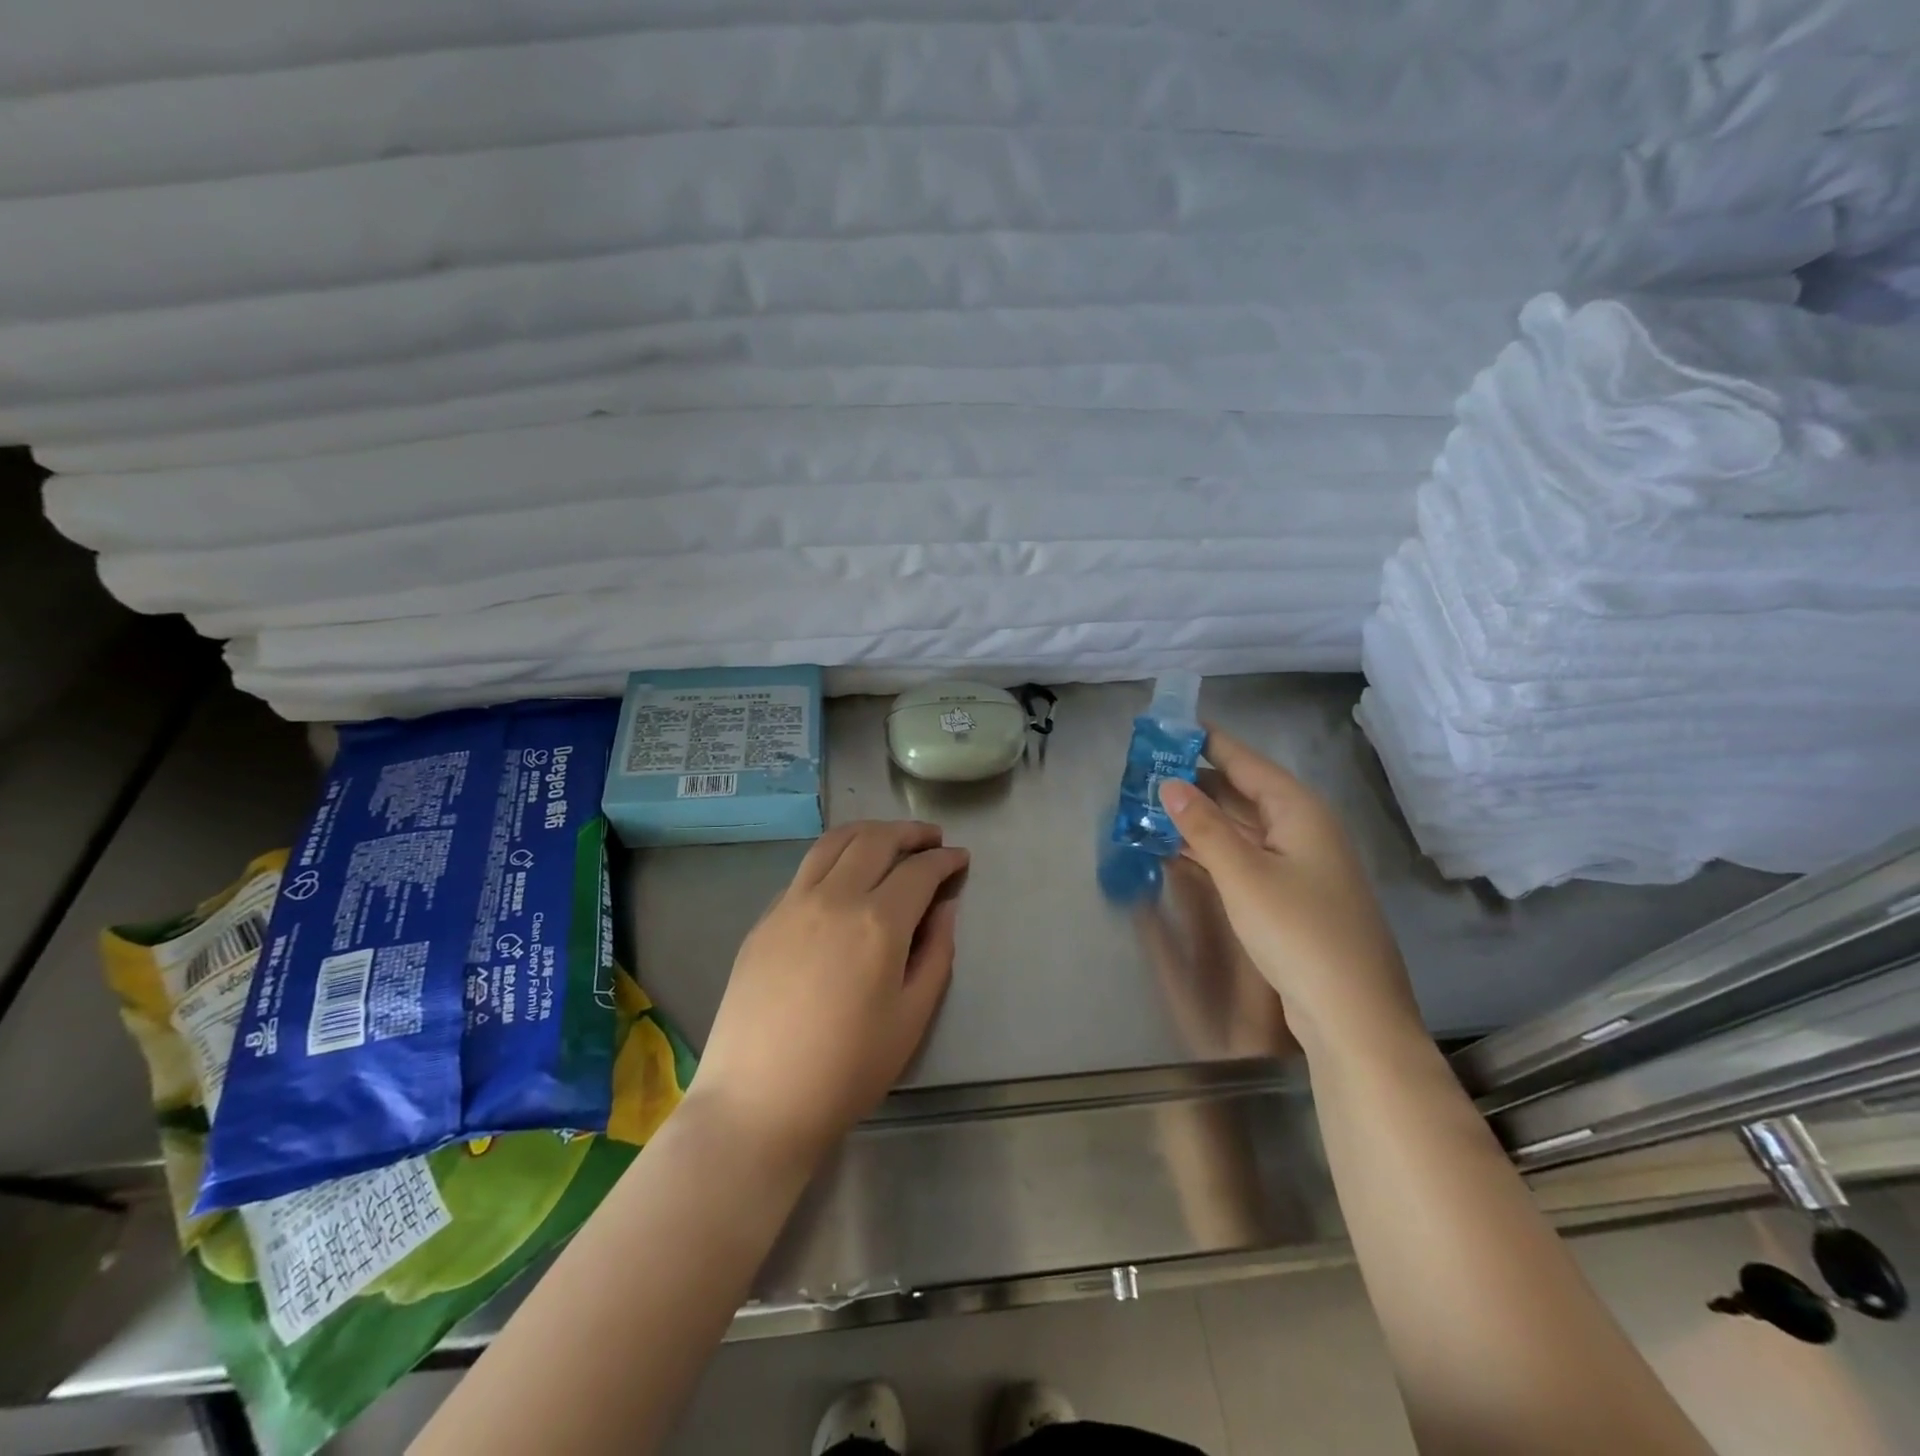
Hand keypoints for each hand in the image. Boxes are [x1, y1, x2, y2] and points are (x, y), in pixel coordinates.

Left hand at [692, 821, 967, 1164]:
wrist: (759, 1102)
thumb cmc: (847, 1069)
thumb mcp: (912, 1018)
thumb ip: (936, 954)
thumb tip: (944, 909)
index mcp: (877, 922)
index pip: (919, 871)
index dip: (945, 860)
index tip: (960, 858)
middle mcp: (834, 897)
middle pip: (875, 841)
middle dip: (910, 832)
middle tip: (931, 838)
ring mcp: (792, 903)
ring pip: (833, 843)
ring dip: (868, 832)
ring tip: (889, 839)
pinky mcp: (764, 919)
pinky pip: (805, 870)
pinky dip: (834, 857)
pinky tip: (843, 876)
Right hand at [1158, 729, 1419, 1056]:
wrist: (1352, 1014)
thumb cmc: (1298, 932)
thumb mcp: (1243, 874)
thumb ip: (1203, 826)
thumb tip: (1169, 783)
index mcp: (1299, 811)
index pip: (1246, 761)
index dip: (1208, 741)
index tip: (1171, 724)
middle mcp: (1303, 829)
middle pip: (1244, 792)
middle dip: (1197, 780)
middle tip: (1148, 770)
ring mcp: (1300, 864)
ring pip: (1243, 826)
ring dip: (1201, 816)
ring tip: (1153, 804)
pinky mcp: (1292, 895)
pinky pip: (1246, 856)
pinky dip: (1214, 848)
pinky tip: (1180, 849)